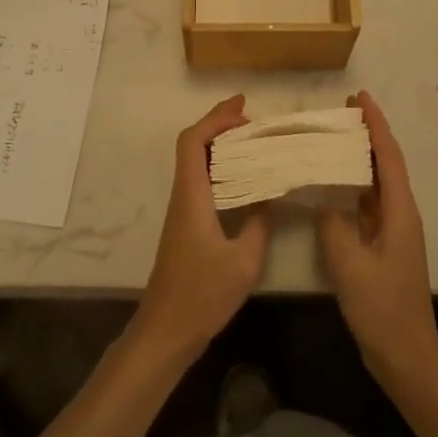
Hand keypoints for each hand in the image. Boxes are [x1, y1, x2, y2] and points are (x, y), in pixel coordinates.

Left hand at [136, 95, 270, 355]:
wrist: (166, 329)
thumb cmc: (202, 295)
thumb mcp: (244, 262)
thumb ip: (259, 224)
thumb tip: (271, 196)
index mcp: (192, 196)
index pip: (193, 141)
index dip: (215, 118)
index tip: (243, 107)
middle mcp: (183, 195)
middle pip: (193, 145)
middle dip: (221, 126)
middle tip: (255, 125)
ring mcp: (182, 210)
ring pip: (196, 163)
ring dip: (221, 147)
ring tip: (255, 145)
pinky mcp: (186, 224)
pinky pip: (201, 181)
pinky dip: (221, 169)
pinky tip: (244, 180)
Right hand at [317, 92, 437, 384]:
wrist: (407, 358)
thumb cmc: (383, 309)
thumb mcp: (351, 266)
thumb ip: (334, 225)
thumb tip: (323, 199)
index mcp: (400, 213)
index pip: (389, 157)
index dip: (376, 125)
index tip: (360, 98)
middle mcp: (400, 215)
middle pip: (385, 164)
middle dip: (367, 135)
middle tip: (340, 112)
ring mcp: (392, 233)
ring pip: (376, 184)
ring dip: (359, 159)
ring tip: (331, 139)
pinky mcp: (382, 248)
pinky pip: (367, 205)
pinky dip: (351, 187)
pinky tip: (330, 186)